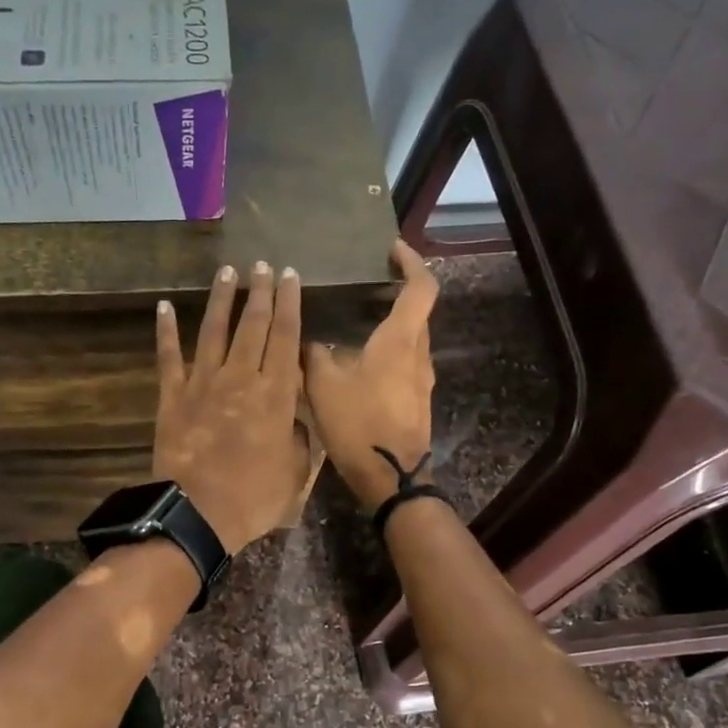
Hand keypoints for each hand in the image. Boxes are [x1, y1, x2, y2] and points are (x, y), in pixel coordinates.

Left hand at [154, 262, 311, 555]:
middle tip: (263, 264)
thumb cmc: (255, 496)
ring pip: (214, 331)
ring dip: (221, 299)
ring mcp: (203, 383)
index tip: (290, 276)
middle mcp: (241, 377)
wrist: (199, 513)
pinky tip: (164, 306)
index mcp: (275, 394)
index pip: (286, 336)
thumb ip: (299, 436)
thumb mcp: (296, 470)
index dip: (289, 303)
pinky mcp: (172, 396)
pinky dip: (166, 331)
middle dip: (260, 291)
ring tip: (227, 271)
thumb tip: (296, 416)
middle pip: (253, 324)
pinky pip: (168, 357)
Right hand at [303, 240, 438, 512]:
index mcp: (400, 340)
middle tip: (366, 284)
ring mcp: (422, 380)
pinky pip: (406, 363)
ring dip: (392, 324)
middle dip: (398, 293)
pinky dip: (389, 350)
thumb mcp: (323, 385)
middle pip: (418, 312)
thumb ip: (314, 354)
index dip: (412, 262)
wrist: (390, 477)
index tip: (393, 249)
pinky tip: (360, 361)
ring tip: (357, 321)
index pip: (421, 287)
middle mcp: (418, 354)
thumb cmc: (359, 424)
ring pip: (412, 339)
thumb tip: (306, 340)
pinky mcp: (417, 401)